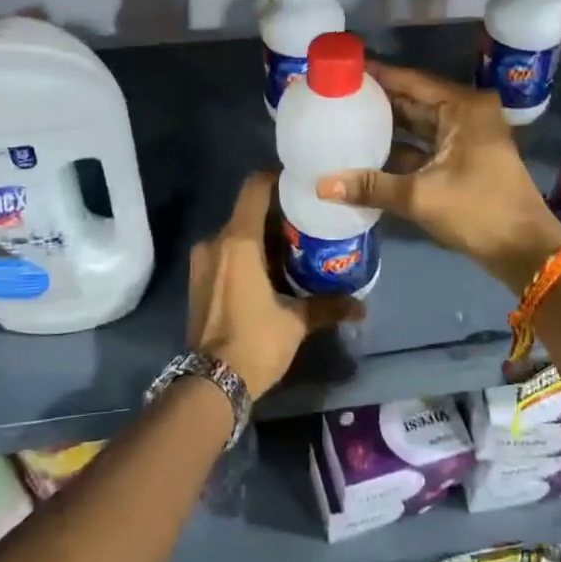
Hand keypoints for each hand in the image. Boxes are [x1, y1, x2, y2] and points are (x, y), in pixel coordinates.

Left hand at [187, 172, 358, 399]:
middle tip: (308, 224)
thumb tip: (361, 307)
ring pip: (236, 235)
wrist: (211, 383)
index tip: (301, 183)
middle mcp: (215, 243)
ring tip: (293, 250)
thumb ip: (327, 306)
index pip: (255, 188)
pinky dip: (247, 256)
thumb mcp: (296, 322)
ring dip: (262, 239)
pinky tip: (270, 273)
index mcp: (238, 242)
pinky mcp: (199, 281)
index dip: (277, 178)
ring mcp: (203, 263)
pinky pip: (226, 254)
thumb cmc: (255, 342)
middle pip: (248, 213)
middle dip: (277, 216)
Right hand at [316, 64, 560, 292]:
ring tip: (345, 119)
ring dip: (388, 126)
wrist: (525, 250)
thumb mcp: (421, 196)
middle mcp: (467, 114)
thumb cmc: (479, 211)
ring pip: (419, 124)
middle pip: (414, 100)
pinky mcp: (465, 160)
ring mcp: (468, 138)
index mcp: (463, 108)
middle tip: (336, 95)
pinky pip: (426, 145)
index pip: (411, 81)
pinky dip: (401, 149)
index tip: (343, 69)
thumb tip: (321, 185)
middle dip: (379, 100)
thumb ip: (371, 187)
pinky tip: (368, 153)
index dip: (377, 75)